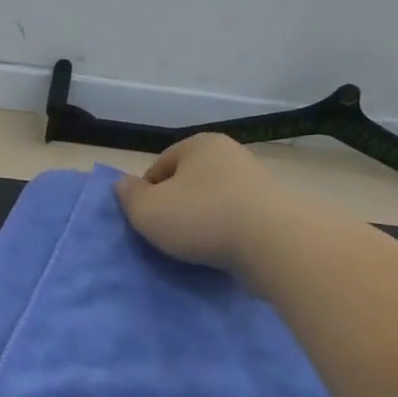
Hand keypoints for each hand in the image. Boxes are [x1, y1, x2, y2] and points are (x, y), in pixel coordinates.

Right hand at [114, 132, 281, 272]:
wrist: (274, 244)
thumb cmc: (202, 217)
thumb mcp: (147, 209)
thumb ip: (128, 196)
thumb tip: (123, 185)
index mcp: (199, 144)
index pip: (159, 166)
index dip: (146, 193)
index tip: (145, 220)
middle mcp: (230, 155)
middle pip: (188, 183)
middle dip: (176, 206)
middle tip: (166, 235)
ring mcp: (256, 182)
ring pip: (213, 202)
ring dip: (202, 222)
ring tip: (194, 248)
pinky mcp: (274, 211)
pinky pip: (237, 221)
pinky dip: (226, 234)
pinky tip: (220, 252)